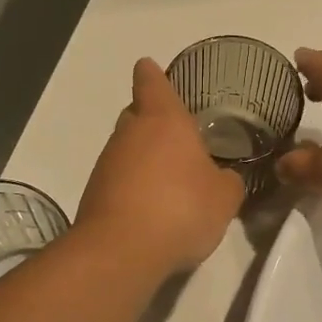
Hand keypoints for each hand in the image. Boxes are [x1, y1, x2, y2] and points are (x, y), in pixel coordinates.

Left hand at [74, 59, 244, 276]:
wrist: (121, 251)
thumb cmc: (181, 208)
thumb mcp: (224, 197)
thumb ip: (227, 181)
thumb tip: (224, 177)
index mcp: (163, 120)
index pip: (152, 82)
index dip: (153, 75)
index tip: (152, 70)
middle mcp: (129, 133)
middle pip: (136, 114)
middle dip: (152, 121)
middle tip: (176, 138)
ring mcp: (107, 163)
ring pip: (126, 149)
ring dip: (143, 158)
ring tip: (169, 181)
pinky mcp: (94, 193)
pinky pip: (118, 179)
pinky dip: (132, 186)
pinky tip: (151, 208)